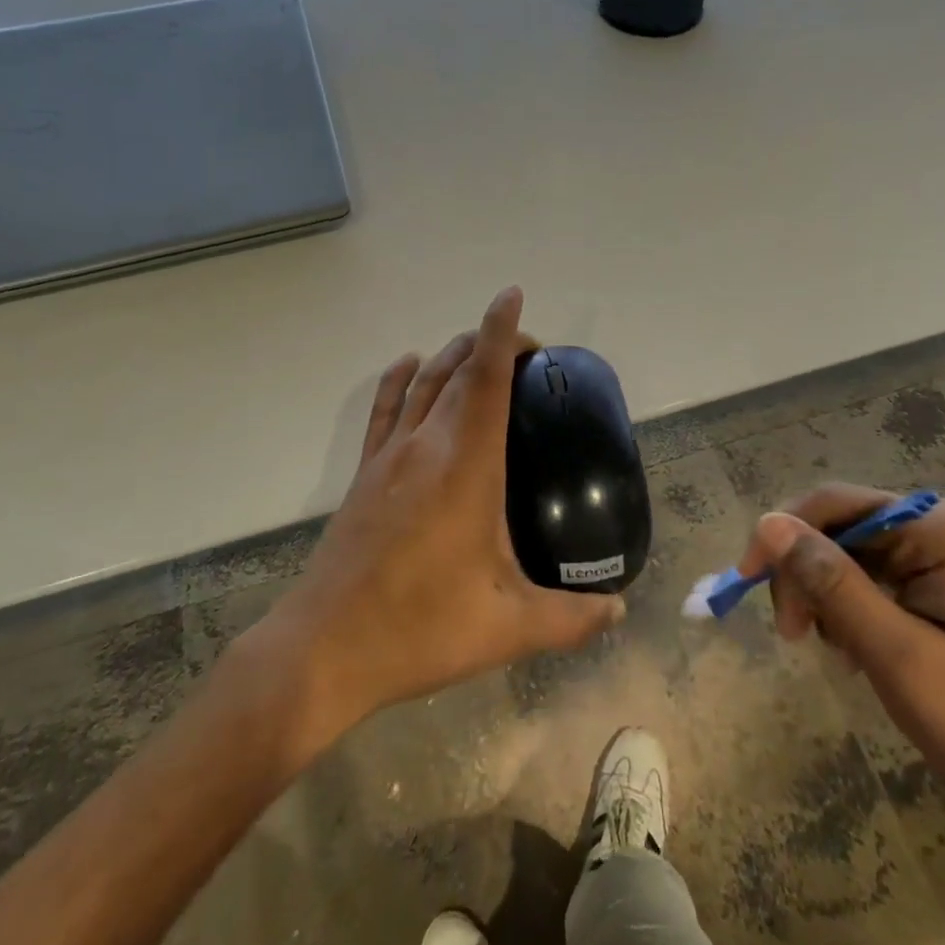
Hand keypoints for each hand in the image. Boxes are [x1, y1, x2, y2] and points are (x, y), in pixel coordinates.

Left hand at [260, 287, 624, 742]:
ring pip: (423, 381)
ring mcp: (388, 456)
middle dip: (489, 344)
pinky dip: (399, 378)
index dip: (502, 331)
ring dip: (451, 354)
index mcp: (466, 465)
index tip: (513, 296)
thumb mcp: (509, 627)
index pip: (487, 378)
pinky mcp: (364, 474)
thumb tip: (619, 608)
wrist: (325, 648)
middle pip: (457, 370)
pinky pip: (384, 408)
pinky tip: (410, 365)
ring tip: (478, 349)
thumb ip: (571, 618)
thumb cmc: (421, 628)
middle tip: (526, 353)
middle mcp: (425, 444)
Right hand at [743, 484, 944, 829]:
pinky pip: (881, 576)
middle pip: (845, 528)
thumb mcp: (895, 653)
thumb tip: (768, 523)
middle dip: (808, 574)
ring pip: (857, 554)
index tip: (746, 581)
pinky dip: (856, 607)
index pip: (837, 504)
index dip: (783, 535)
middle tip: (793, 635)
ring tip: (834, 652)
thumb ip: (830, 581)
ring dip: (829, 595)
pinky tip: (859, 649)